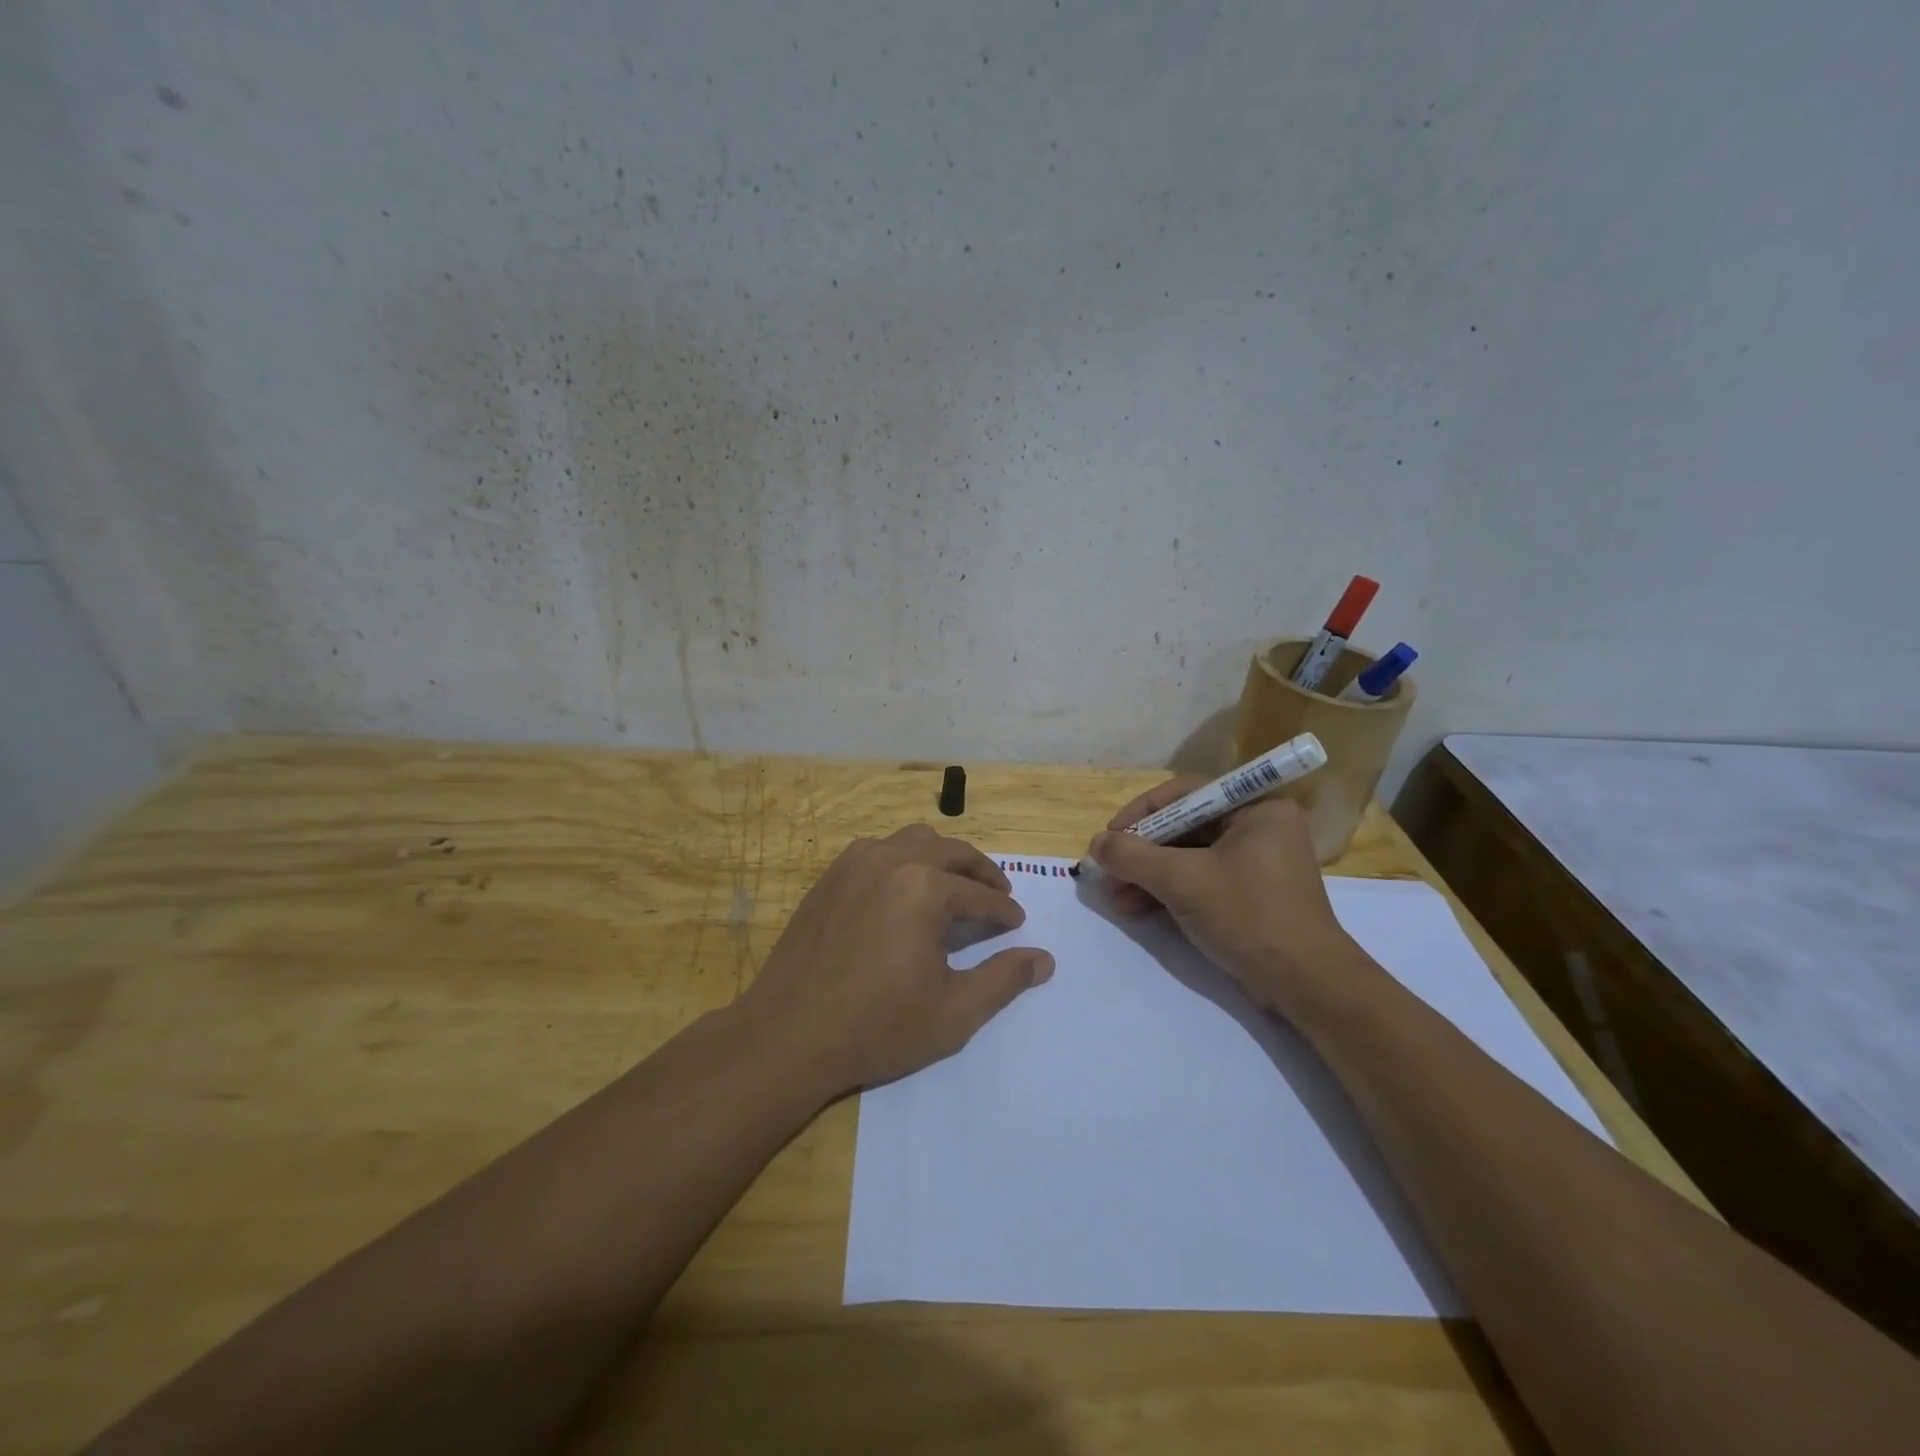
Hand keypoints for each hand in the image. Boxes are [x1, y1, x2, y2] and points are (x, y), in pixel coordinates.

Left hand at [739, 825, 1054, 1097]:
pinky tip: (904, 891)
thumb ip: (1004, 980)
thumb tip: (1044, 959)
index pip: (979, 893)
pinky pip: (878, 849)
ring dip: (942, 858)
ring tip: (953, 887)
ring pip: (913, 840)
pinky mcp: (830, 876)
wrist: (788, 1035)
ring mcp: (855, 863)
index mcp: (924, 887)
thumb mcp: (954, 1012)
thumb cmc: (878, 1027)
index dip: (1003, 911)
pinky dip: (903, 860)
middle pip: (951, 851)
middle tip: (998, 896)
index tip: (1016, 924)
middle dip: (981, 873)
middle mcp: (891, 859)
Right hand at [1087, 781, 1367, 1018]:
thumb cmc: (1248, 916)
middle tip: (1107, 871)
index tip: (1109, 836)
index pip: (1185, 794)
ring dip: (1148, 875)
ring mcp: (1256, 862)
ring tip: (1115, 896)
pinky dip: (1168, 891)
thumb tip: (1095, 843)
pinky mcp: (1250, 894)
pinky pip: (1200, 879)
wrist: (1305, 985)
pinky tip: (1136, 907)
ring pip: (1188, 856)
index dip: (1141, 813)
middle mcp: (1259, 827)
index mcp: (1257, 808)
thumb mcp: (1182, 881)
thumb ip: (1133, 856)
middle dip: (1141, 852)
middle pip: (1184, 827)